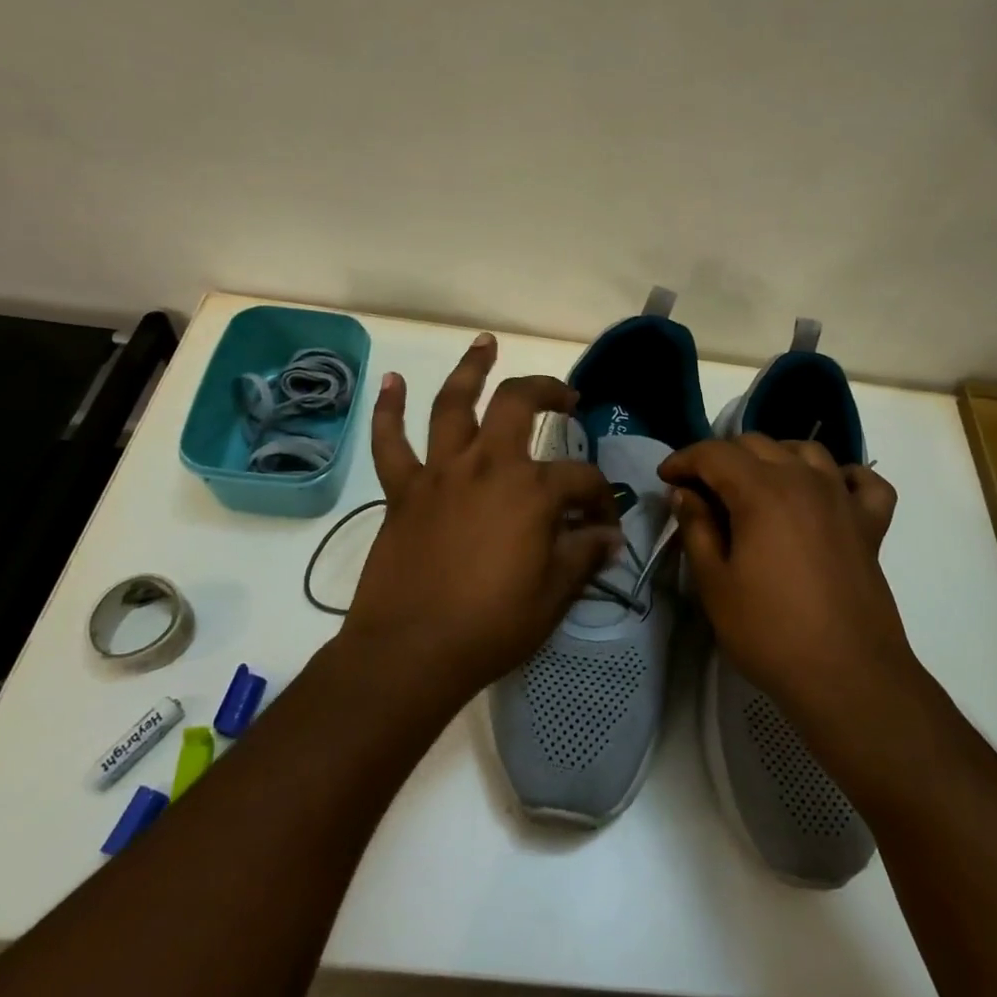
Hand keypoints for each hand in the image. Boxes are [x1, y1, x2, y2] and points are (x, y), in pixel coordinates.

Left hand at [343, 334, 622, 702]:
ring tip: (485, 343)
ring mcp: (440, 472)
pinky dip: (387, 409)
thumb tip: (608, 536)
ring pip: (454, 404)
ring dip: (471, 369)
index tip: (604, 524)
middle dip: (548, 391)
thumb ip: (583, 555)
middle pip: (519, 404)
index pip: (582, 480)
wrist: (411, 652)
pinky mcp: (403, 490)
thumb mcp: (554, 595)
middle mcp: (488, 465)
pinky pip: (390, 441)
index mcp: (532, 491)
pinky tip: (390, 380)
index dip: (601, 498)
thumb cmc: (491, 626)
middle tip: (566, 397)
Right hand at [658, 435, 909, 729]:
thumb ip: (696, 528)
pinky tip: (828, 493)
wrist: (847, 677)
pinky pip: (863, 482)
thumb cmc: (769, 632)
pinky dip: (842, 477)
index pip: (715, 454)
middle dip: (721, 457)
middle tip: (700, 490)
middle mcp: (804, 480)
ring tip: (756, 486)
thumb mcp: (714, 583)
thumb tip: (684, 493)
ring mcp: (843, 499)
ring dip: (774, 457)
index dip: (684, 460)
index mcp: (762, 491)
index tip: (665, 479)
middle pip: (757, 444)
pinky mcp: (871, 525)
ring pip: (806, 451)